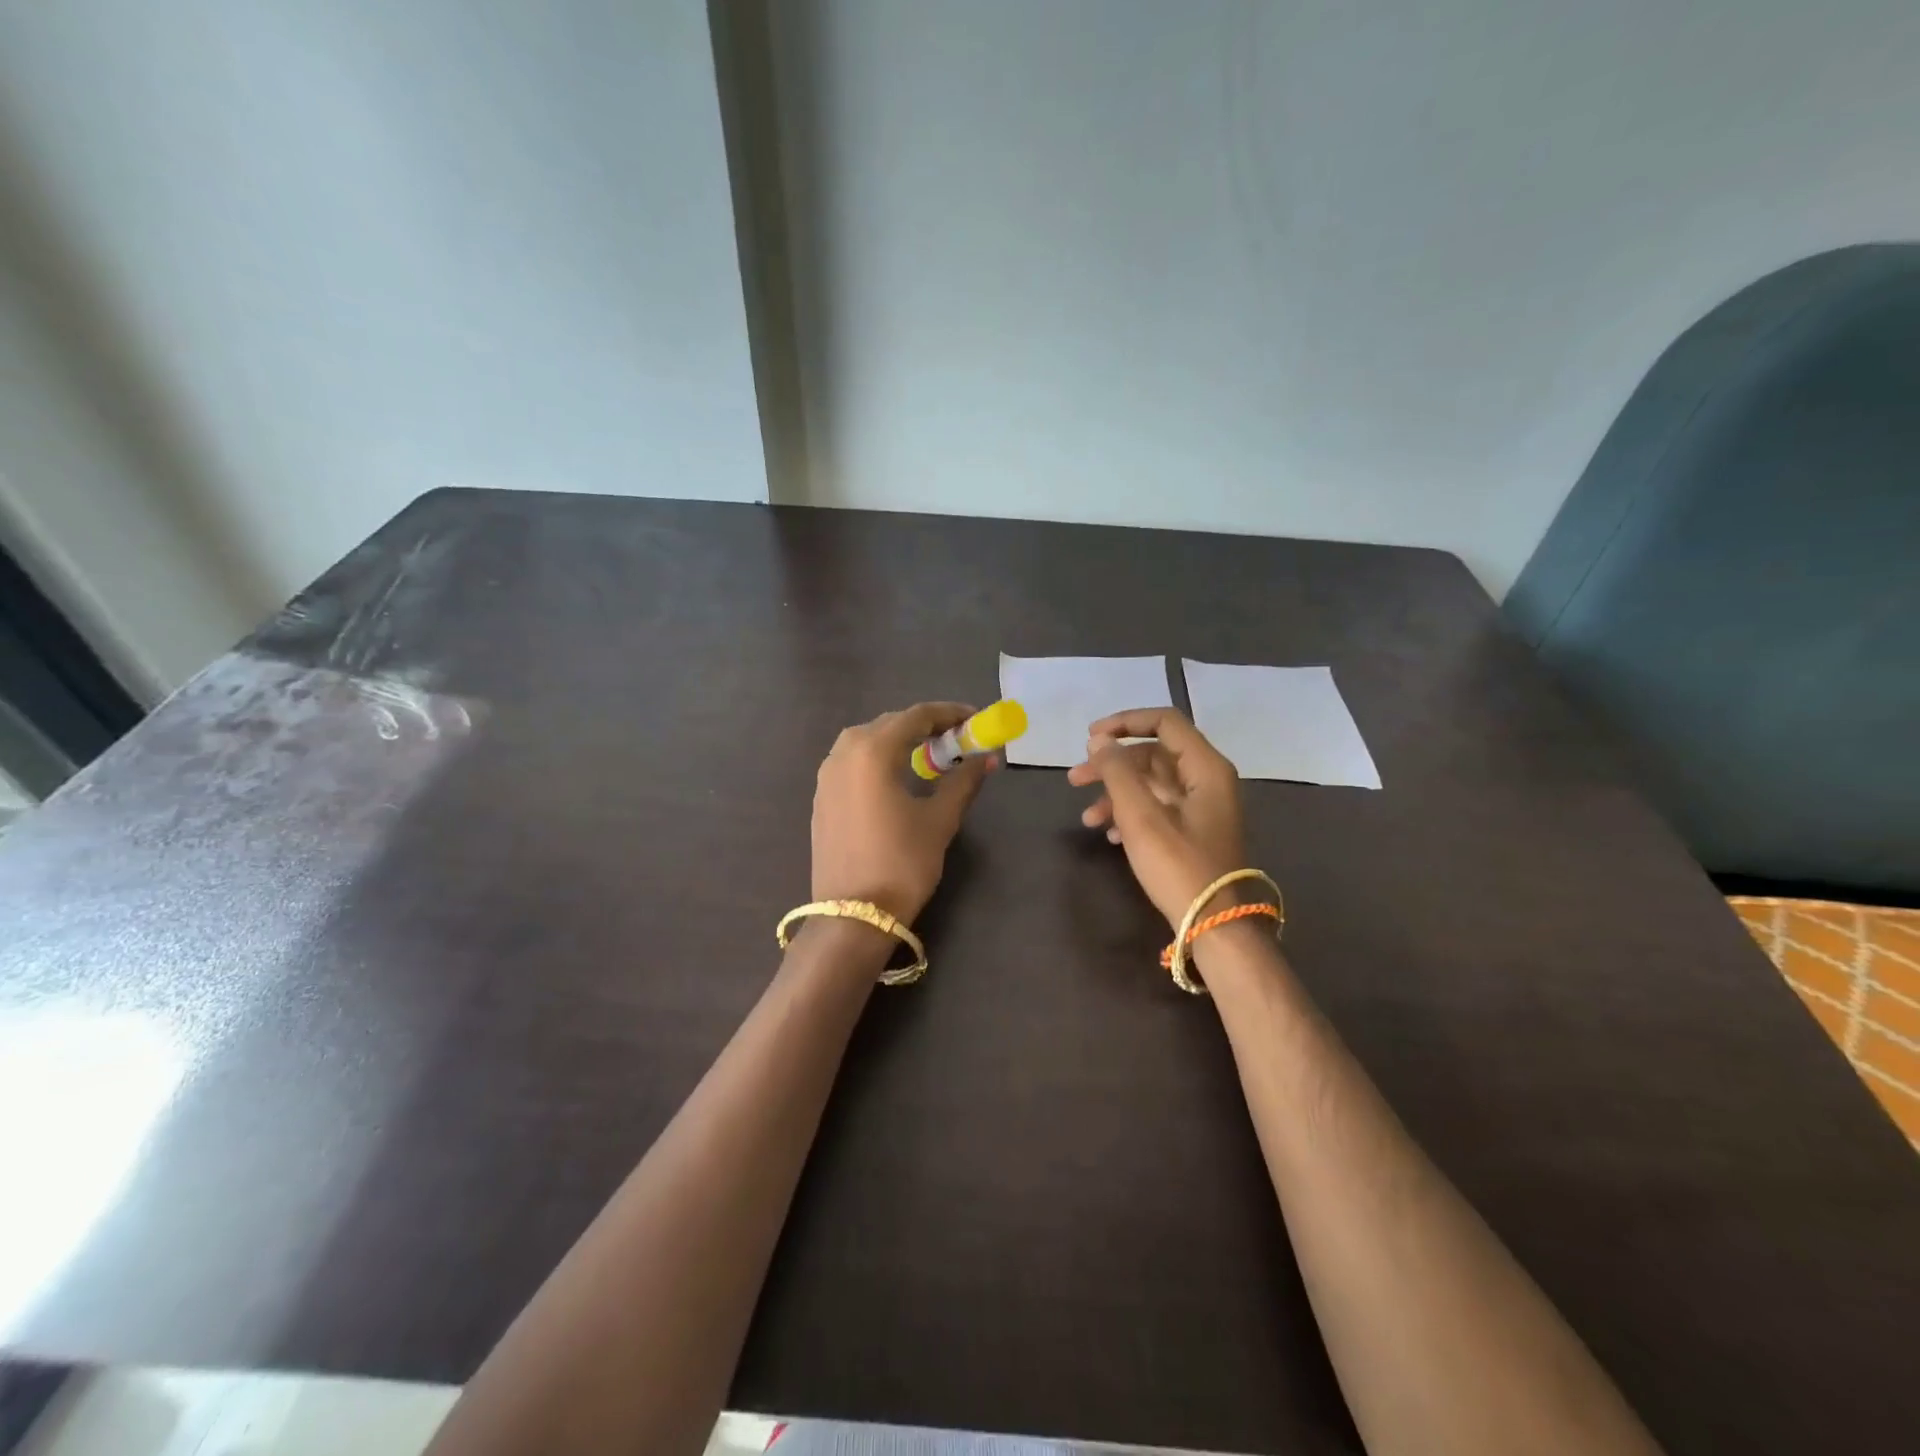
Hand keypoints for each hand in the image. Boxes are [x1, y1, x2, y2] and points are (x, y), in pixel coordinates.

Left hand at [811, 703, 997, 923]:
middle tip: (958, 739)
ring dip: (899, 740)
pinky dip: (878, 758)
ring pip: (867, 740)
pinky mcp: (821, 798)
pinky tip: (897, 778)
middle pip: (890, 724)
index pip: (916, 716)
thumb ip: (963, 781)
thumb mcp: (939, 820)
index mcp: (872, 751)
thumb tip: (987, 757)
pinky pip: (852, 761)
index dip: (949, 713)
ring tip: (929, 756)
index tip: (976, 719)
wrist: (853, 915)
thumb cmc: (902, 863)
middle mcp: (843, 753)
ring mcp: (826, 776)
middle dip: (925, 726)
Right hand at [1068, 708, 1245, 927]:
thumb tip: (1099, 740)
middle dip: (1112, 765)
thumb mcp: (1142, 817)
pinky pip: (1157, 808)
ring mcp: (1202, 808)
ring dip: (1116, 794)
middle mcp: (1208, 780)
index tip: (1089, 738)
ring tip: (1086, 818)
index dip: (1124, 723)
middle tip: (1074, 780)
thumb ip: (1118, 772)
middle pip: (1153, 754)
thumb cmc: (1179, 867)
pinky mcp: (1194, 832)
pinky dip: (1130, 814)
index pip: (1164, 722)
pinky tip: (1110, 835)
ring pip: (1152, 784)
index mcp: (1205, 768)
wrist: (1214, 926)